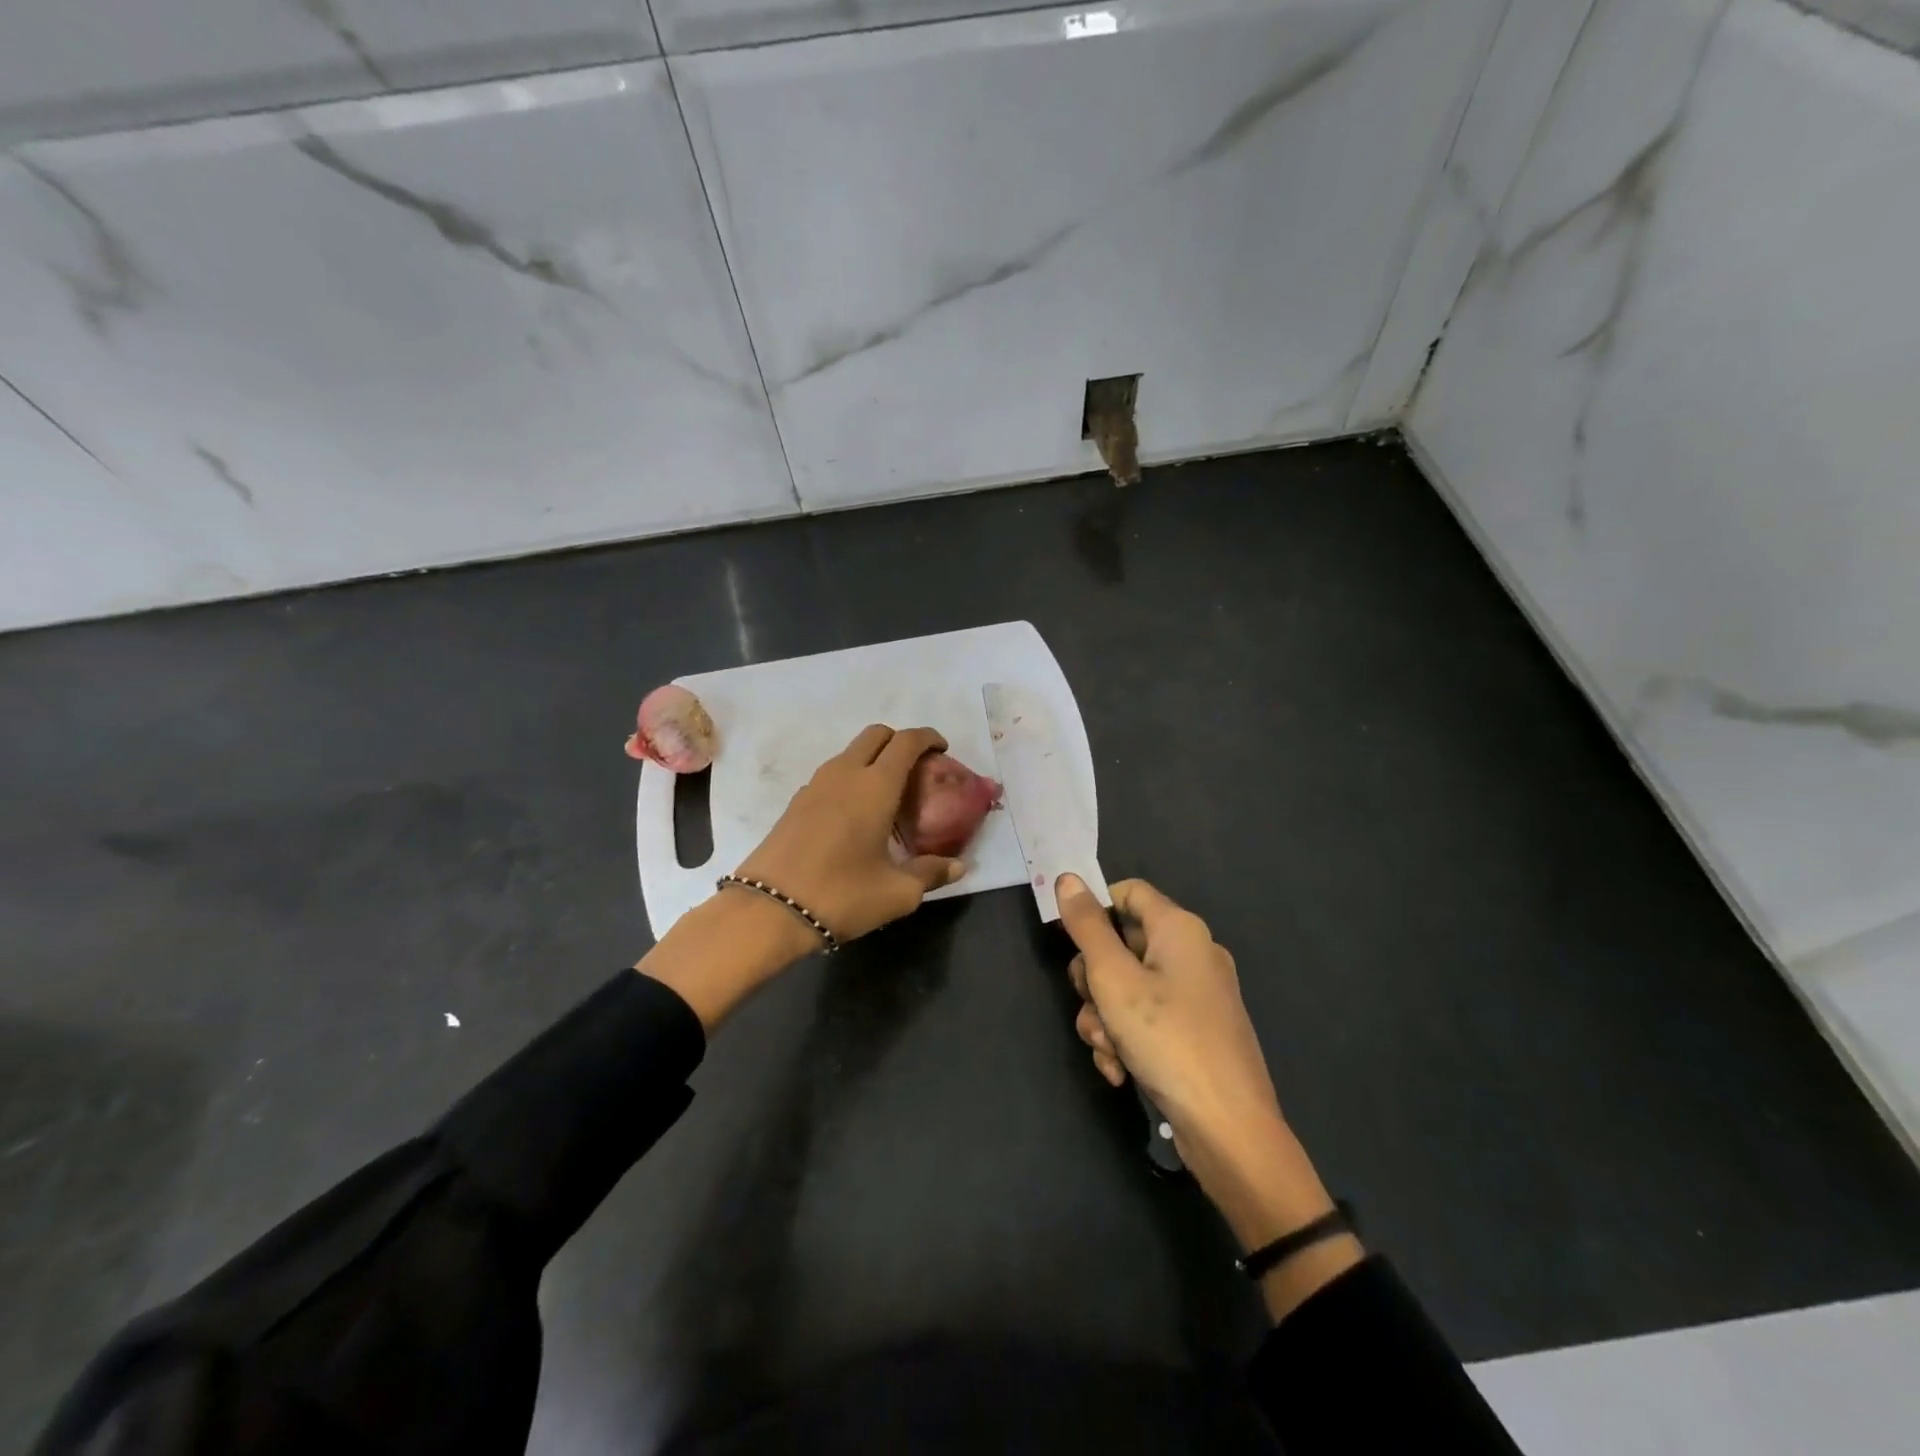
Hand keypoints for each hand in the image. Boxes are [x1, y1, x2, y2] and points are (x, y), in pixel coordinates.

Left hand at [735, 724, 965, 942]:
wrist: (768, 910)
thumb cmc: (842, 895)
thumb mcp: (897, 893)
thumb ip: (931, 873)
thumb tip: (958, 866)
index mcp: (875, 786)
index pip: (906, 741)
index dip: (928, 738)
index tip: (942, 749)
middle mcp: (845, 774)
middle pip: (876, 734)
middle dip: (900, 741)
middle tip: (917, 769)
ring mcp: (815, 785)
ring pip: (850, 752)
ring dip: (874, 759)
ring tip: (889, 794)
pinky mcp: (796, 802)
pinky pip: (833, 774)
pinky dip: (852, 778)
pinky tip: (857, 814)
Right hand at [1058, 875, 1360, 1314]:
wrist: (1229, 1130)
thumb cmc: (1168, 1039)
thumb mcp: (1114, 978)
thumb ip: (1087, 927)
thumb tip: (1068, 878)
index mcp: (1180, 929)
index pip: (1128, 892)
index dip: (1094, 910)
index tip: (1068, 942)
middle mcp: (1192, 954)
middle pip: (1122, 944)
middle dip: (1094, 980)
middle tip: (1090, 1005)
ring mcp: (1197, 996)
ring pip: (1128, 988)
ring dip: (1105, 1018)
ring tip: (1107, 1049)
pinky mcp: (1196, 1033)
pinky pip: (1147, 1019)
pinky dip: (1127, 1040)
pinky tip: (1119, 1070)